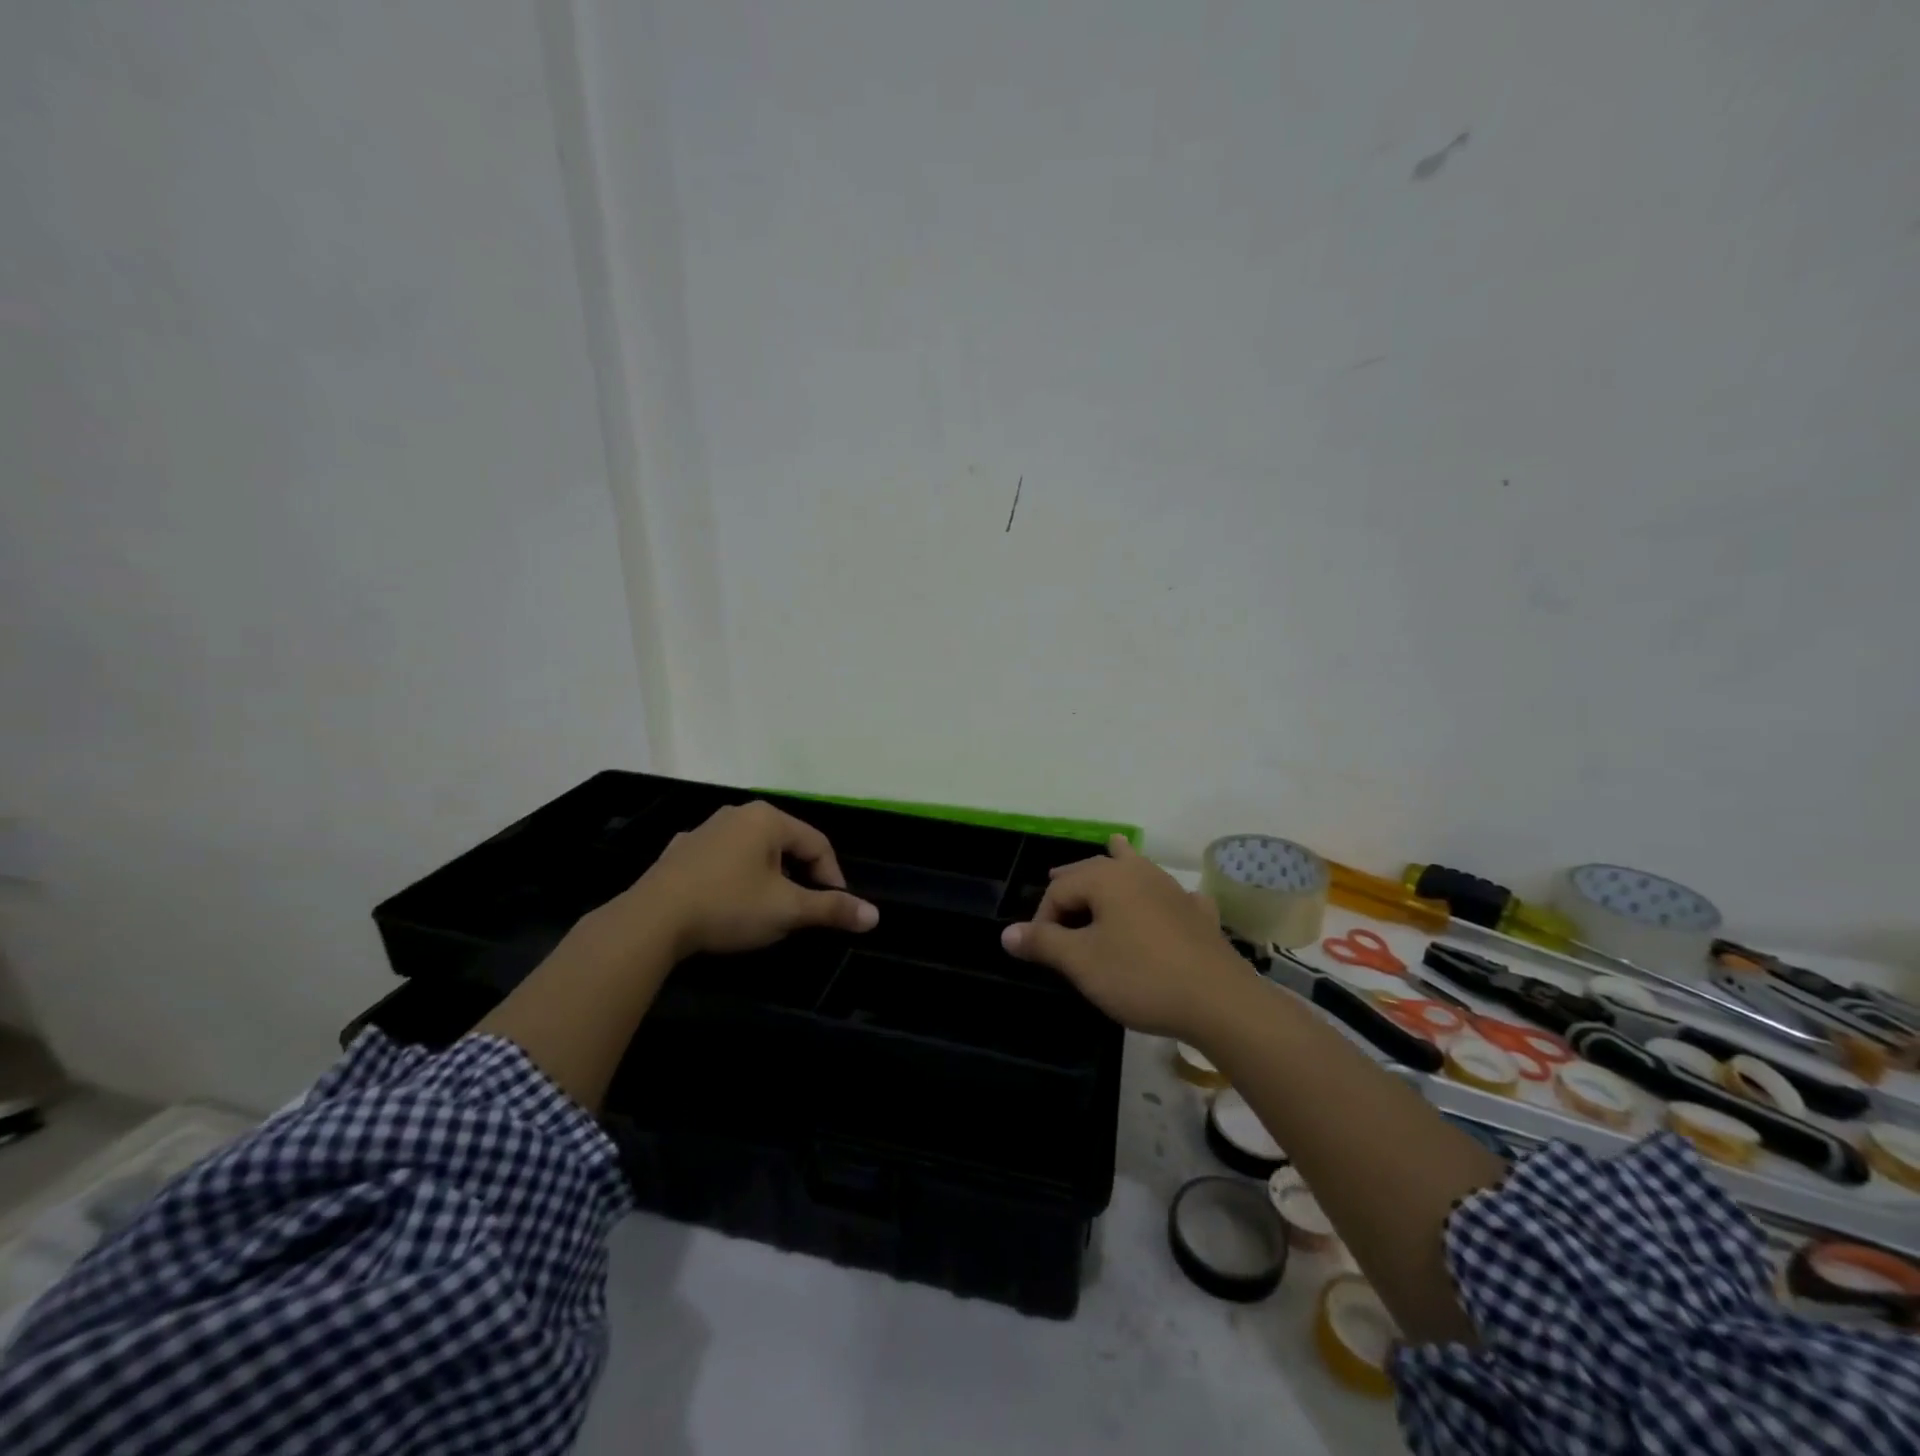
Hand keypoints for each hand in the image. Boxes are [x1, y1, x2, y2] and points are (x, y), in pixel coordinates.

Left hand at [619, 801, 878, 958]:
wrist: (650, 922)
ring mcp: (703, 831)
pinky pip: (721, 861)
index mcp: (767, 818)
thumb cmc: (728, 907)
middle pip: (784, 844)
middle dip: (800, 876)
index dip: (832, 876)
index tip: (834, 908)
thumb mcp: (787, 910)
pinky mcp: (679, 853)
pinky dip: (734, 879)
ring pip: (752, 852)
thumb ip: (831, 909)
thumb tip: (874, 916)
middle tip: (803, 909)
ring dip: (767, 877)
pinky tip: (728, 903)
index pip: (816, 843)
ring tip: (768, 908)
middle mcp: (736, 814)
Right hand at [1000, 836, 1249, 1039]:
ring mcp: (1172, 890)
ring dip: (1117, 866)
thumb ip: (1043, 944)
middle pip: (1095, 870)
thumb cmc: (1140, 977)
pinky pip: (1171, 894)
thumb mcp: (1082, 963)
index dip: (1043, 918)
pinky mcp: (1197, 914)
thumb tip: (1006, 933)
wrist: (1218, 1002)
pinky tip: (1172, 899)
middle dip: (1073, 883)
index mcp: (1107, 878)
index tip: (1039, 950)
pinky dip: (1161, 892)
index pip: (1060, 890)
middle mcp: (1139, 873)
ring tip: (1113, 848)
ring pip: (1137, 868)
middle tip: (1055, 892)